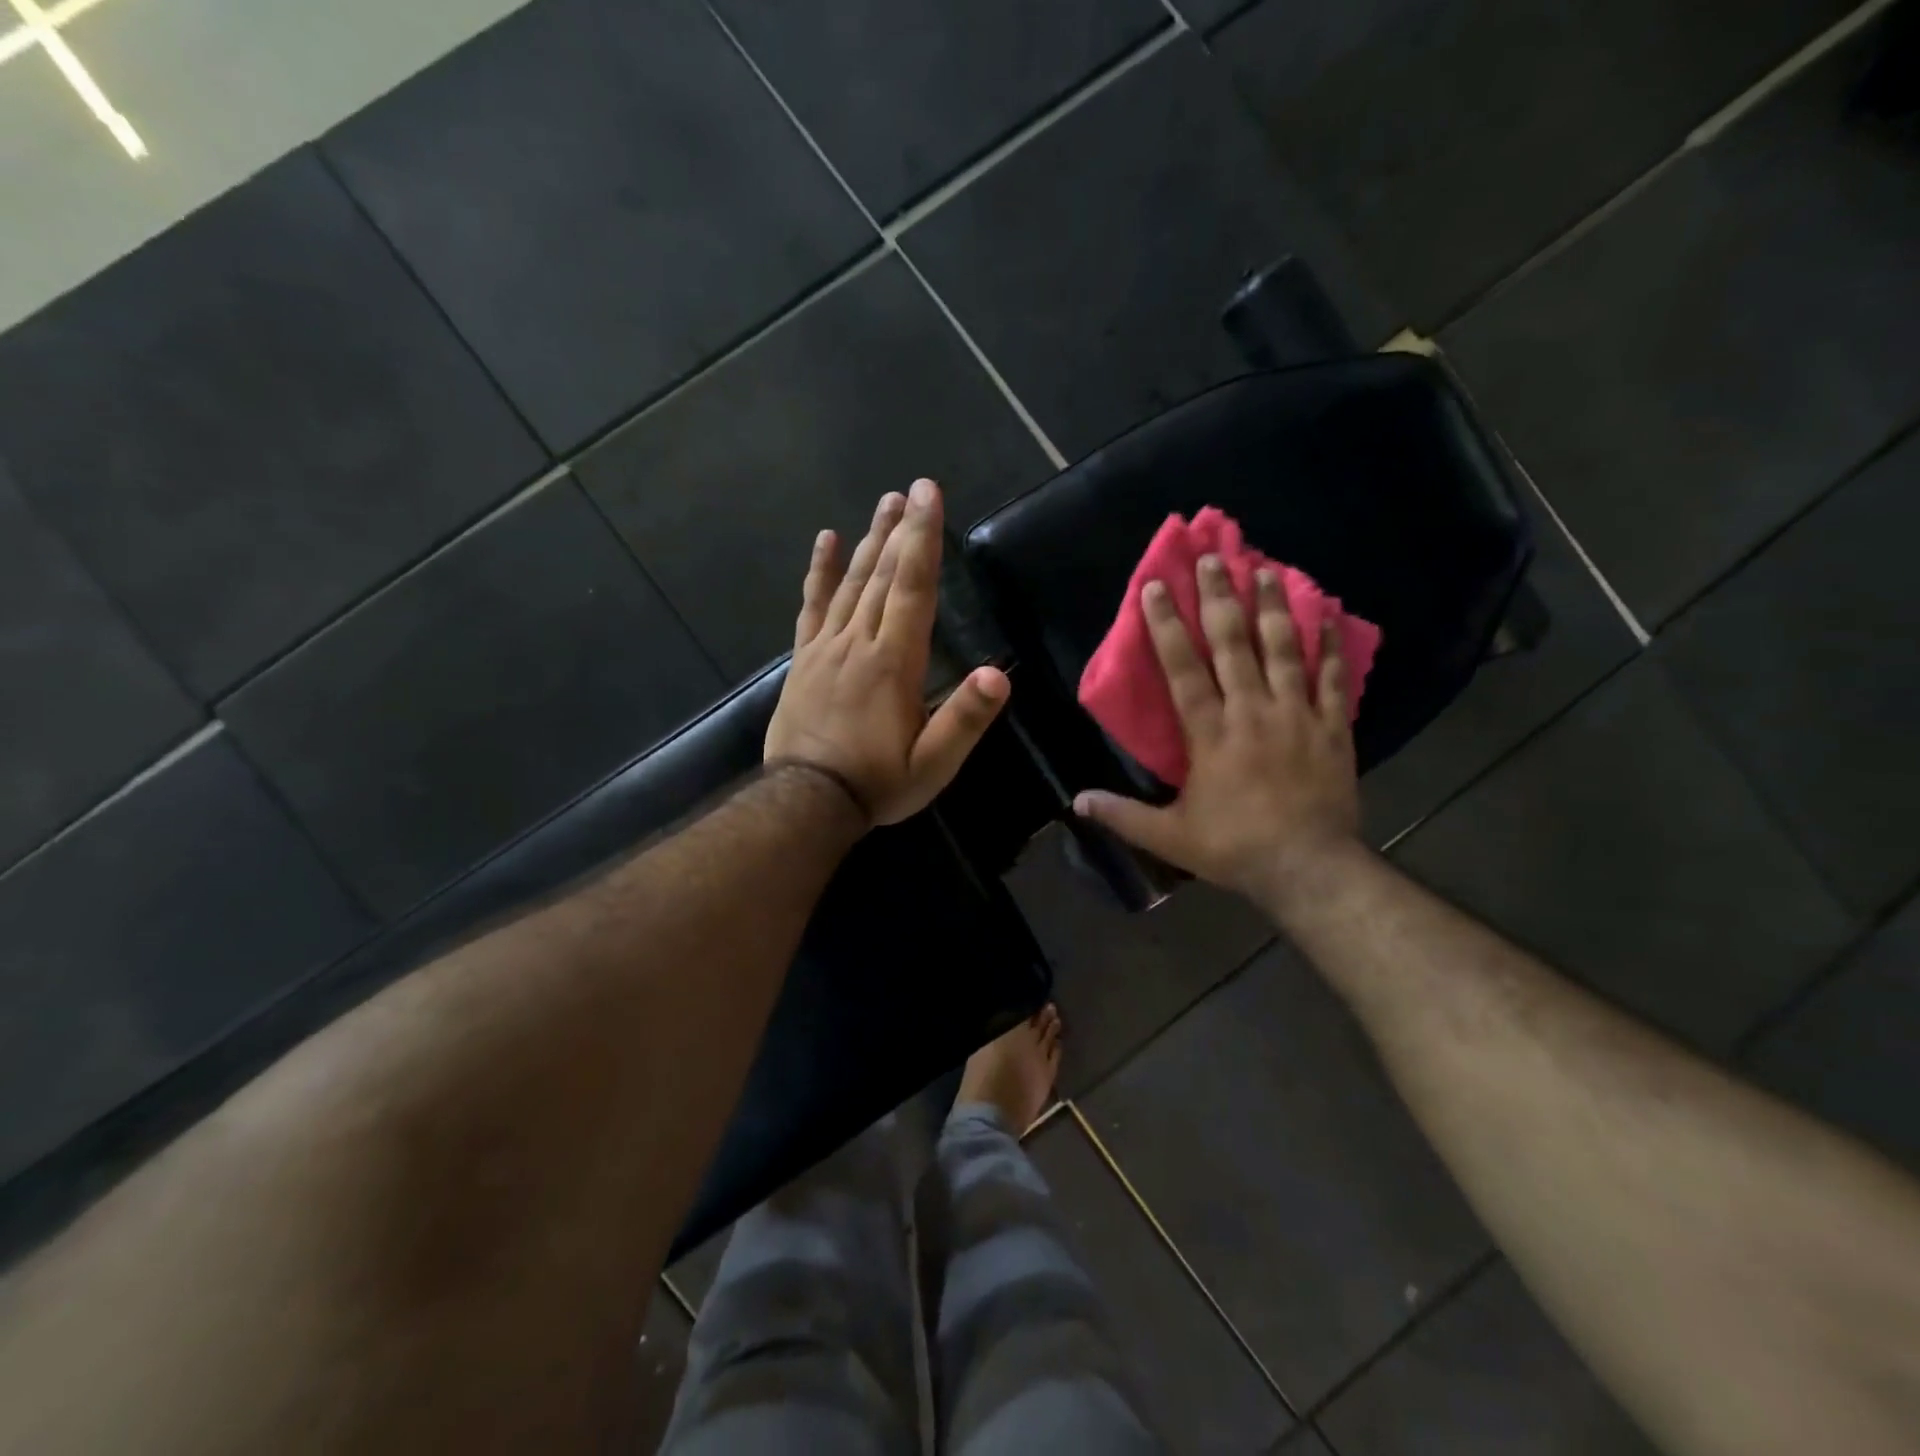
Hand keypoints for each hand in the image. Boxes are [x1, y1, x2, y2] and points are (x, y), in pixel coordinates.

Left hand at [765, 479, 1010, 826]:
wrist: (807, 801)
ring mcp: (826, 648)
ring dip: (868, 542)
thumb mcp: (932, 764)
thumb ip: (964, 719)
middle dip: (900, 530)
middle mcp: (859, 643)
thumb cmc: (877, 783)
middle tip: (911, 489)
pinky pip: (812, 607)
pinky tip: (824, 542)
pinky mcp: (803, 660)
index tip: (928, 495)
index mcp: (894, 663)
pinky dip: (819, 573)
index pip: (913, 588)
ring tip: (883, 505)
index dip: (923, 539)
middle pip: (882, 576)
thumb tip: (999, 675)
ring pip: (850, 584)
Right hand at [1073, 555, 1361, 909]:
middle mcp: (1252, 712)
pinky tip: (1328, 615)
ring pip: (1283, 650)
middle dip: (1220, 598)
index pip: (1182, 668)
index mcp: (1210, 734)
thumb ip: (1122, 814)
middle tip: (1213, 557)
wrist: (1308, 868)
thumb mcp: (1168, 836)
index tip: (1158, 586)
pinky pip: (1333, 679)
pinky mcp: (1332, 728)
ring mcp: (1297, 715)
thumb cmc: (1233, 848)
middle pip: (1233, 644)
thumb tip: (1076, 803)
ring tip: (1266, 568)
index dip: (1167, 626)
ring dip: (1273, 607)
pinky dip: (1331, 646)